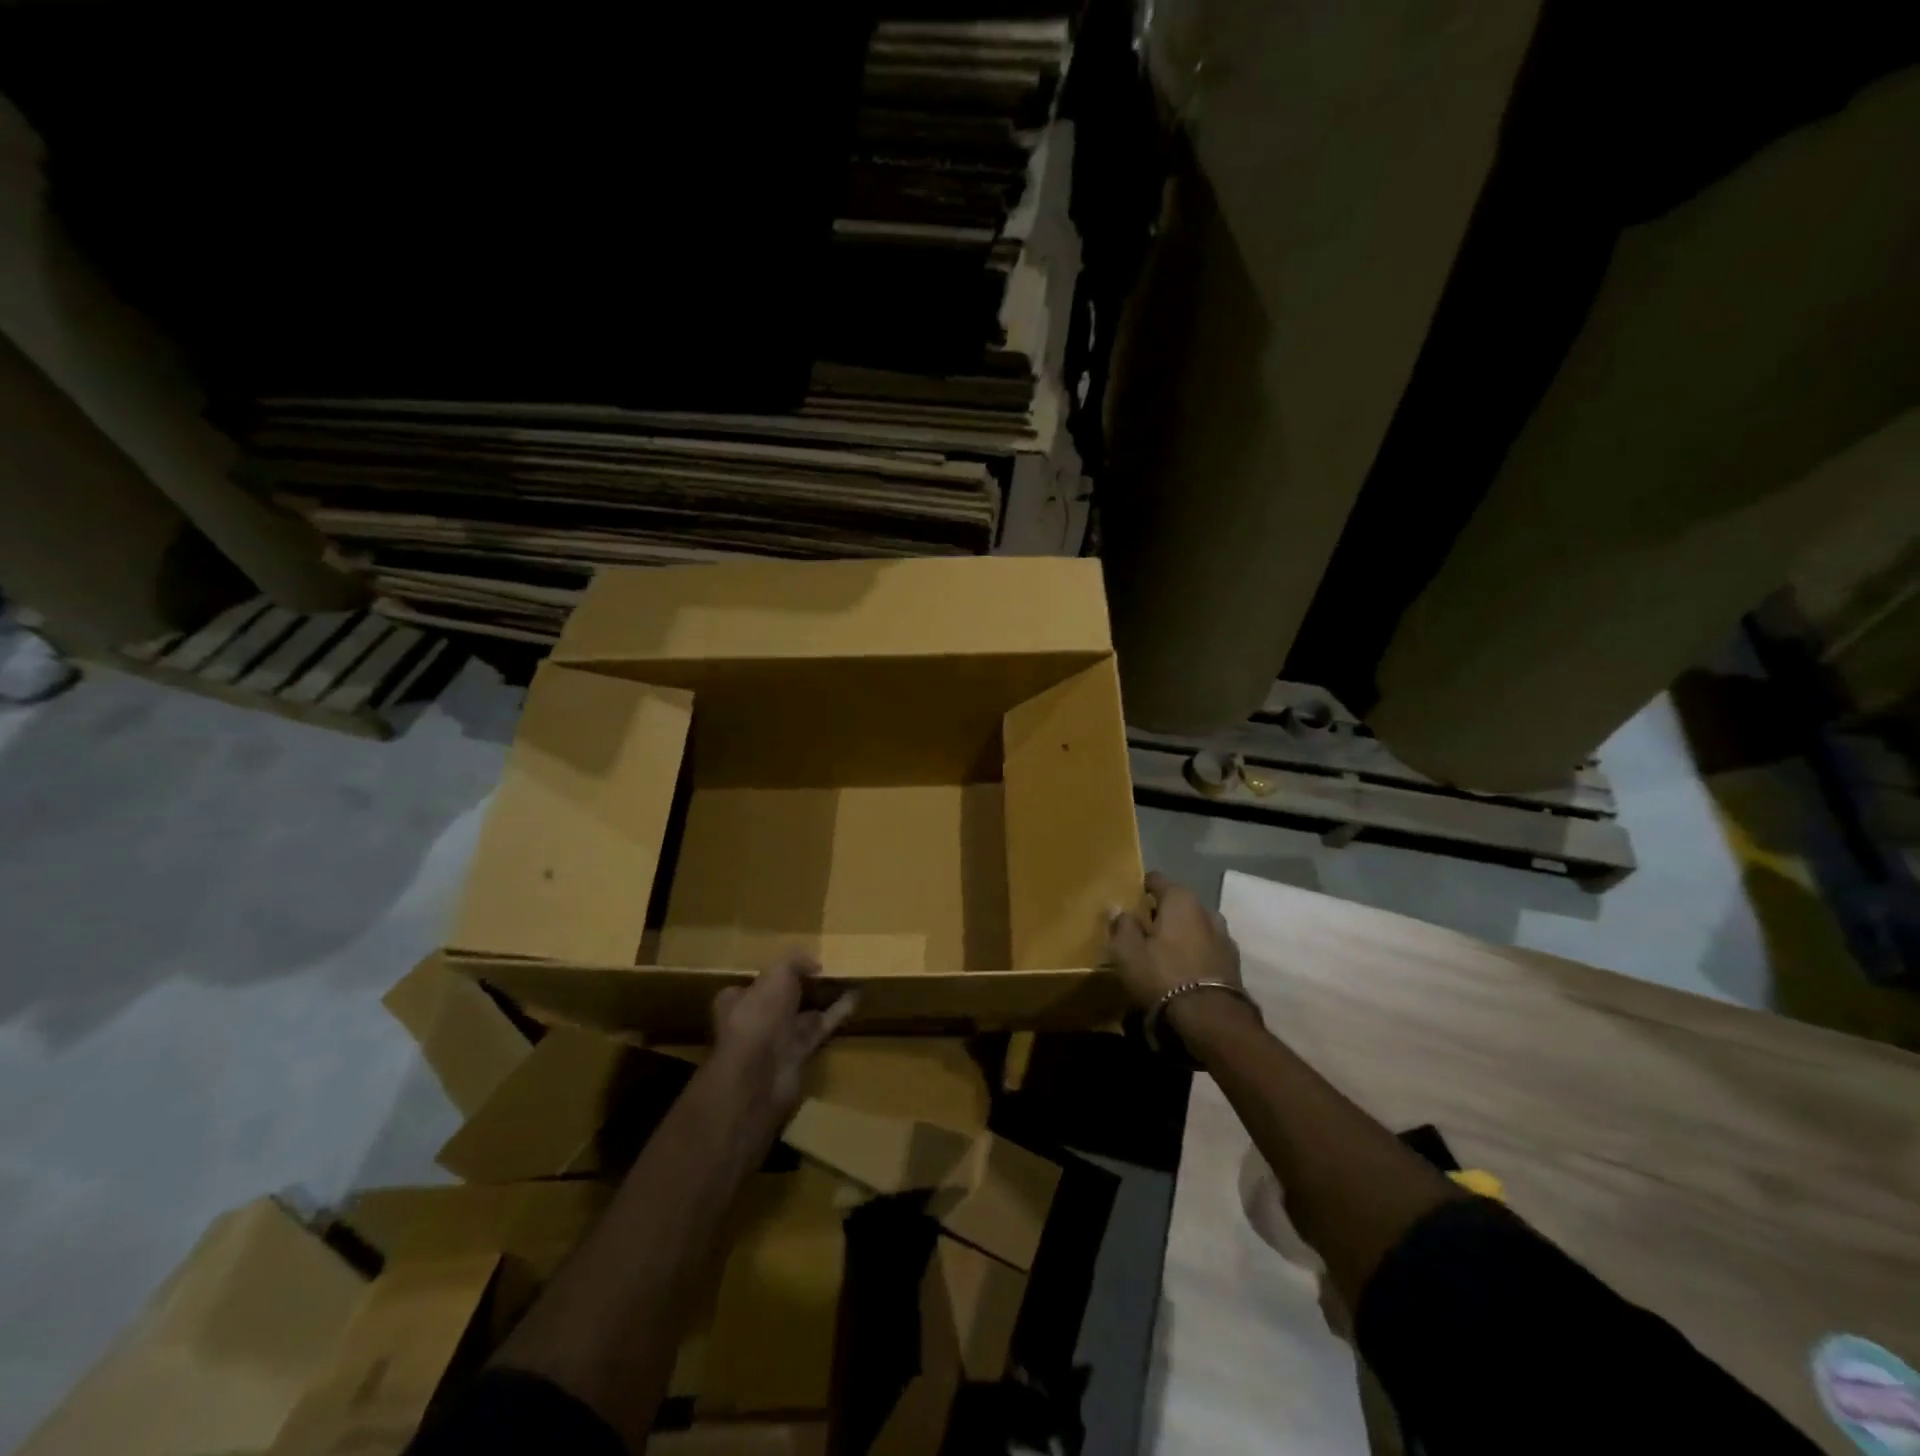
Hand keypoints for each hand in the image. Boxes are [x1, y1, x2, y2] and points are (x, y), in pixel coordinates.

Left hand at [711, 952, 856, 1123]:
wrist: (759, 1076)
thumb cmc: (759, 1016)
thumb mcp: (776, 974)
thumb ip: (795, 961)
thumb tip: (815, 965)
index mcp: (738, 1000)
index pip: (755, 982)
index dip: (774, 973)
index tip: (799, 964)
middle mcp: (755, 1020)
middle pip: (781, 998)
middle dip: (802, 987)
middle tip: (827, 970)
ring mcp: (776, 1040)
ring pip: (802, 1014)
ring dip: (823, 999)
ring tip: (847, 981)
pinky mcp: (797, 1055)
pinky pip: (819, 1028)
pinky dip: (836, 1014)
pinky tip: (855, 999)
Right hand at [1108, 872, 1252, 1036]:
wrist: (1211, 1019)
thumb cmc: (1162, 975)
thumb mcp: (1128, 951)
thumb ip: (1122, 925)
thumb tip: (1117, 907)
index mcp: (1180, 899)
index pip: (1156, 880)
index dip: (1140, 888)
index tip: (1127, 902)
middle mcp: (1206, 910)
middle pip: (1177, 903)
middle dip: (1161, 913)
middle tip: (1141, 930)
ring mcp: (1224, 936)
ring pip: (1194, 926)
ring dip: (1180, 933)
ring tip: (1163, 951)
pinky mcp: (1233, 963)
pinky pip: (1206, 947)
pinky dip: (1194, 952)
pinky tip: (1183, 969)